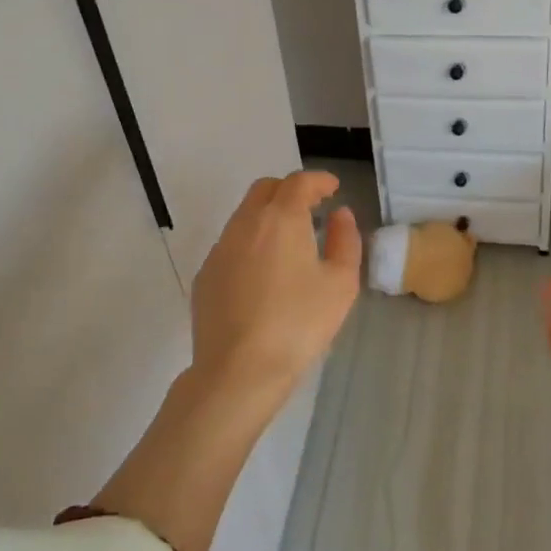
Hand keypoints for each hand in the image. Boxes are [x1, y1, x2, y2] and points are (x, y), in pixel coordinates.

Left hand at [191, 171, 361, 402]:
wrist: (239, 370)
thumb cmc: (299, 324)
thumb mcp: (341, 283)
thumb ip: (345, 240)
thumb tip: (340, 215)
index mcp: (281, 219)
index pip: (299, 182)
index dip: (319, 180)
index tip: (333, 188)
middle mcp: (245, 224)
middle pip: (266, 189)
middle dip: (290, 190)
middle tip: (311, 207)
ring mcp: (220, 249)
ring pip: (244, 216)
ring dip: (268, 216)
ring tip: (289, 241)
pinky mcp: (206, 275)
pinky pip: (231, 245)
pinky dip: (250, 243)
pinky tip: (262, 274)